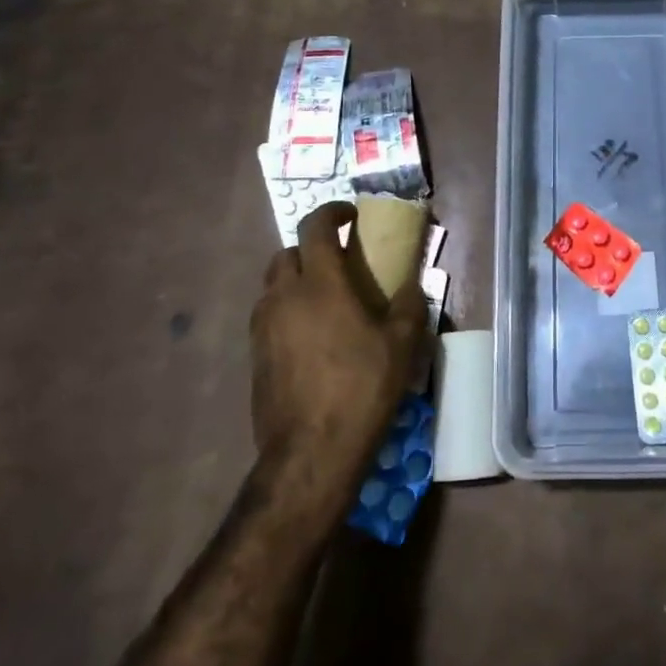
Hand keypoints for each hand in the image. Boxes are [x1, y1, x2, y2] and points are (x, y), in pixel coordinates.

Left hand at [249, 202, 426, 489]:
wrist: (310, 453)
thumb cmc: (361, 388)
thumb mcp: (401, 345)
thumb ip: (408, 306)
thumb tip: (410, 286)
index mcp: (320, 284)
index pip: (315, 227)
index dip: (332, 212)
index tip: (351, 216)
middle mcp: (284, 297)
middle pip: (286, 253)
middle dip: (310, 249)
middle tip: (338, 262)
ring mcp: (263, 328)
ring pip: (273, 286)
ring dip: (296, 281)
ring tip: (325, 301)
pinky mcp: (255, 357)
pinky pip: (269, 317)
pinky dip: (287, 312)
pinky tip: (312, 337)